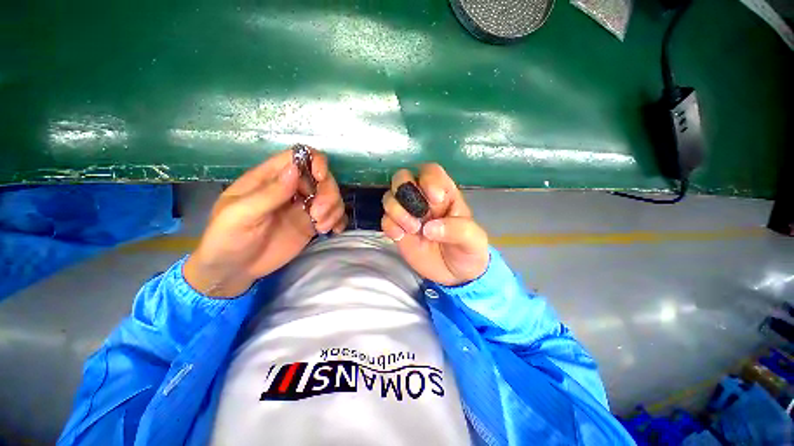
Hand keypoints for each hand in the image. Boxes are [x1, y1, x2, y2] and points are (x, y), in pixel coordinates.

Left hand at [184, 147, 346, 297]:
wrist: (234, 269)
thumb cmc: (227, 238)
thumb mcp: (241, 214)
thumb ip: (269, 193)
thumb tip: (295, 169)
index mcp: (271, 178)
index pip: (299, 157)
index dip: (315, 162)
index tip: (320, 178)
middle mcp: (291, 189)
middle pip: (323, 178)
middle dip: (328, 194)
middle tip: (318, 215)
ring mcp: (304, 207)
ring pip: (332, 197)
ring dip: (334, 210)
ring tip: (322, 227)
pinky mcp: (312, 224)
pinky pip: (334, 216)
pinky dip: (339, 221)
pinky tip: (334, 231)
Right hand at [381, 164, 488, 285]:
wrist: (456, 276)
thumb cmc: (468, 252)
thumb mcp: (473, 240)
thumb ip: (457, 230)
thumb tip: (428, 228)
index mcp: (445, 194)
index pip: (431, 172)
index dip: (429, 180)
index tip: (435, 200)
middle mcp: (423, 200)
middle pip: (403, 177)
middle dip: (404, 189)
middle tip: (417, 212)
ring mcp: (408, 215)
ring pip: (390, 197)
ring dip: (397, 210)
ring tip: (412, 229)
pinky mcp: (398, 230)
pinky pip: (385, 220)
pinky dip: (389, 225)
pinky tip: (400, 237)